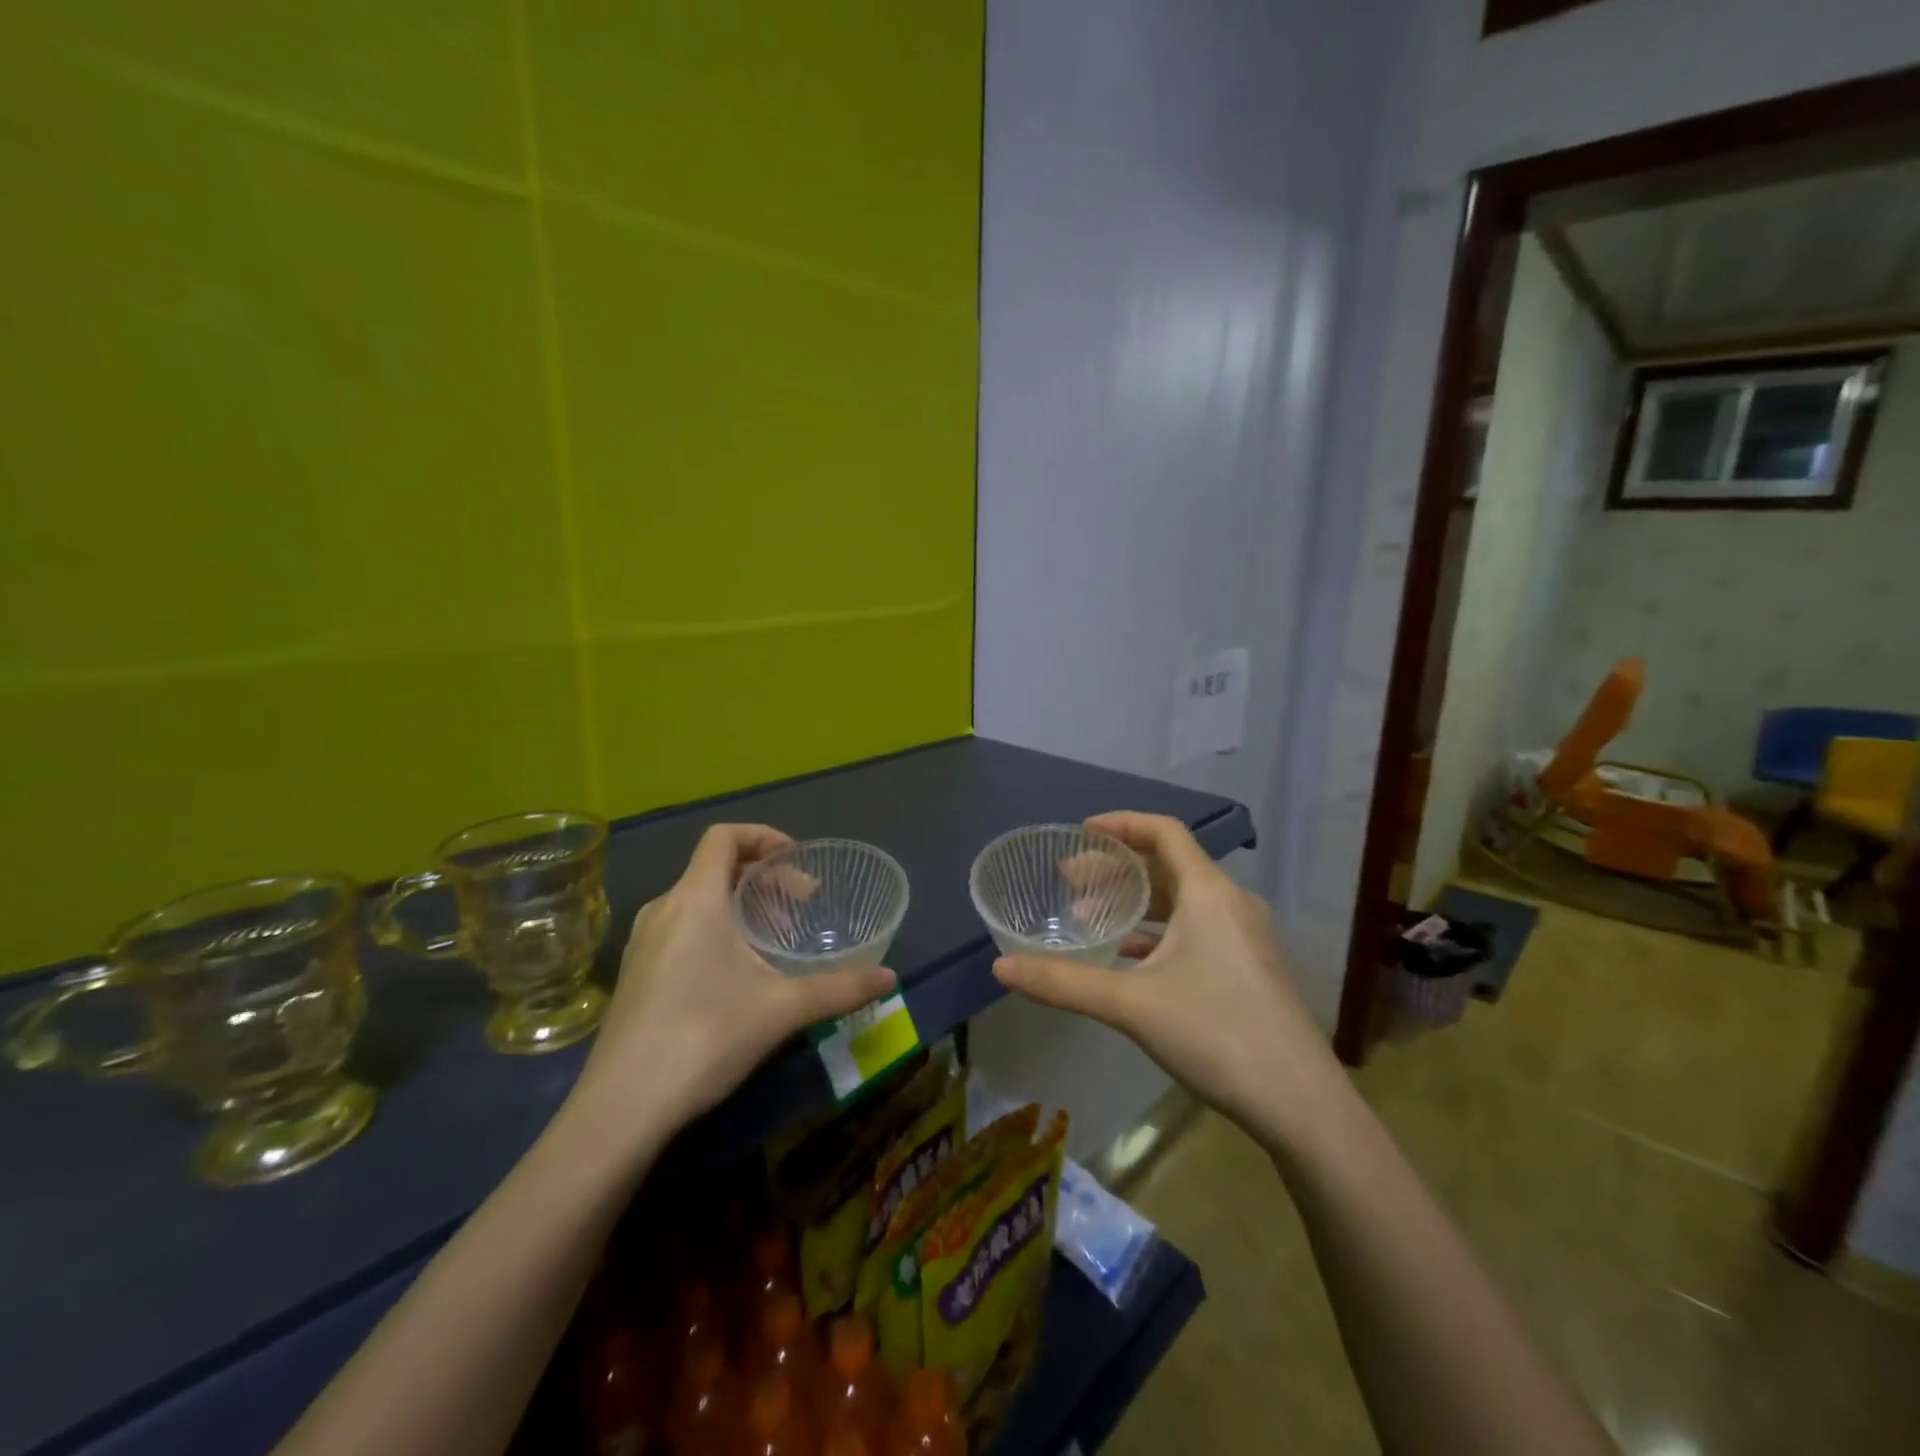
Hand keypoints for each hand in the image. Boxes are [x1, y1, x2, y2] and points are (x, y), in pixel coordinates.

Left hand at [572, 824, 896, 1135]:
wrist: (621, 1108)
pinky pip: (681, 928)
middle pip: (715, 868)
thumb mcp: (782, 1009)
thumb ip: (840, 988)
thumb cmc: (705, 1037)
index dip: (763, 836)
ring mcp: (643, 943)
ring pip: (698, 900)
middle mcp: (663, 909)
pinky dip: (716, 929)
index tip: (797, 861)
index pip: (723, 836)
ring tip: (773, 940)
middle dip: (763, 878)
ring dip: (740, 905)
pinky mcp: (635, 974)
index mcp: (695, 899)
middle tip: (800, 906)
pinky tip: (736, 974)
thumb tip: (891, 979)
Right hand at [992, 812, 1333, 1138]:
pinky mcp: (1248, 968)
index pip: (1164, 831)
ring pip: (1182, 901)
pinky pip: (1196, 930)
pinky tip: (1127, 958)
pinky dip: (1158, 932)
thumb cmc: (1216, 1034)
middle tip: (1069, 881)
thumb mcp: (1132, 1005)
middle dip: (1116, 868)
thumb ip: (1064, 983)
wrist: (1302, 1105)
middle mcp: (1230, 903)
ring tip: (1089, 918)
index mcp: (1209, 893)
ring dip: (1136, 902)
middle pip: (1168, 865)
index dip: (1121, 824)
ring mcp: (1244, 937)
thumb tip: (1000, 968)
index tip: (1081, 833)